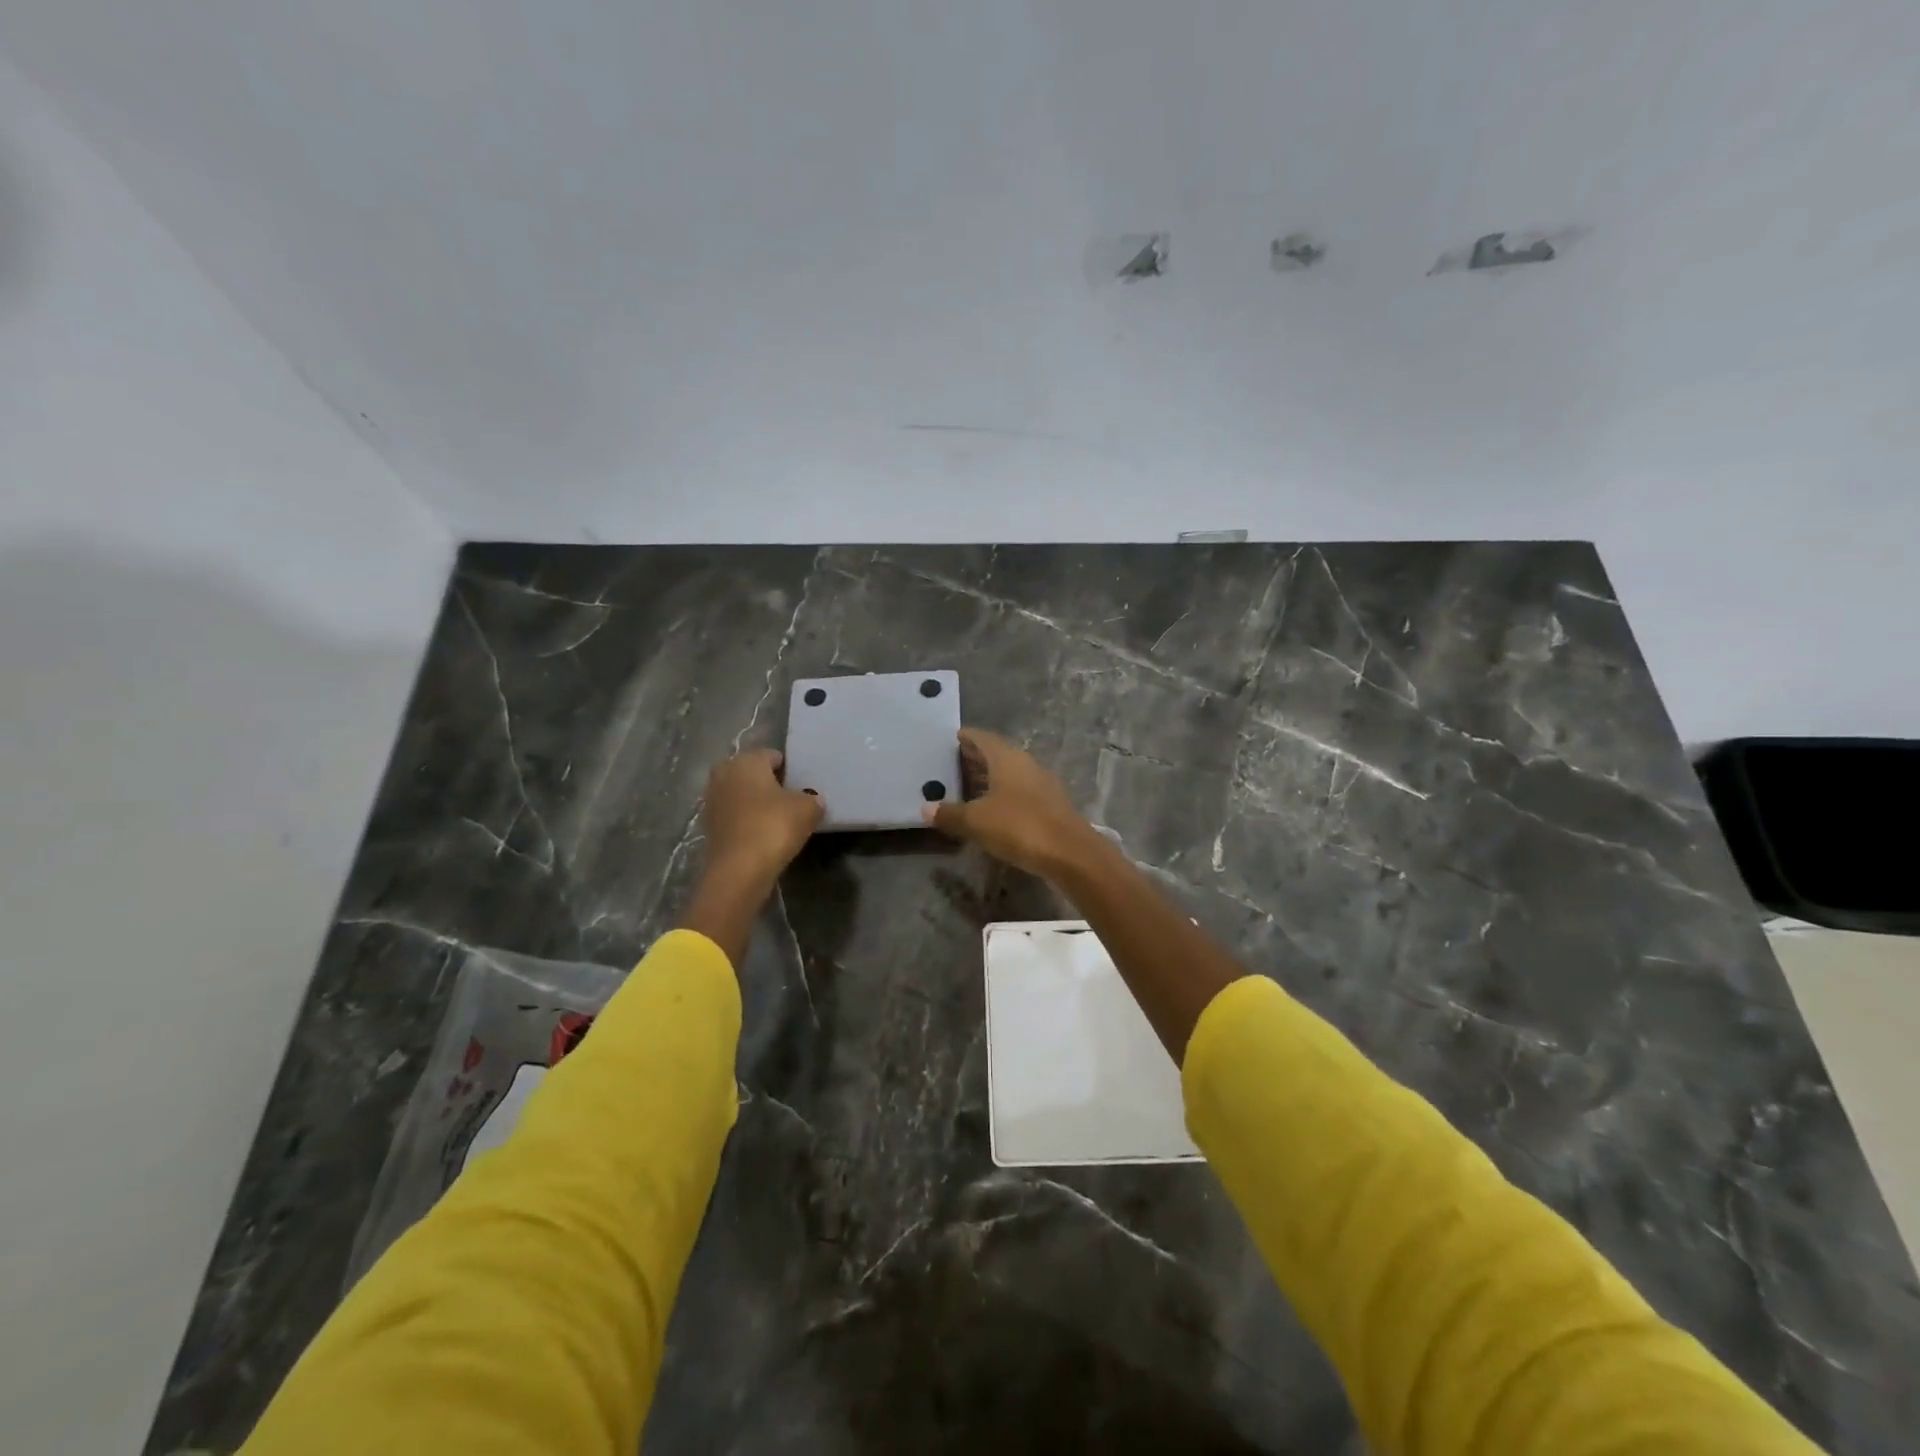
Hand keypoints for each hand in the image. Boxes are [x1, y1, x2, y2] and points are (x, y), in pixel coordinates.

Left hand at [699, 748, 824, 891]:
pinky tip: (764, 836)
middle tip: (791, 801)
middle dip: (770, 784)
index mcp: (746, 760)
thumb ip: (812, 799)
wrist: (739, 871)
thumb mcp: (808, 809)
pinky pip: (735, 816)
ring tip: (779, 820)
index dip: (790, 770)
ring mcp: (712, 801)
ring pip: (742, 795)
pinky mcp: (708, 827)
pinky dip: (747, 822)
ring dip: (757, 804)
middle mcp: (723, 774)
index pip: (772, 756)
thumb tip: (812, 800)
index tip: (803, 787)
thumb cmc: (774, 827)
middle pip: (753, 774)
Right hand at [922, 728, 1097, 878]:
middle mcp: (1026, 765)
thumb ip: (950, 814)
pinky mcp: (1050, 806)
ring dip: (990, 778)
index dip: (967, 737)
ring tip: (967, 787)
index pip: (983, 738)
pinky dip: (1003, 795)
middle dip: (976, 758)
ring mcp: (1042, 785)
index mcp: (1007, 758)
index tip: (952, 738)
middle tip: (953, 763)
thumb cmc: (1019, 826)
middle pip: (997, 755)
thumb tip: (925, 808)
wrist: (1070, 853)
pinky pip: (1020, 792)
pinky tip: (992, 810)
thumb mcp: (976, 821)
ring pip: (1010, 774)